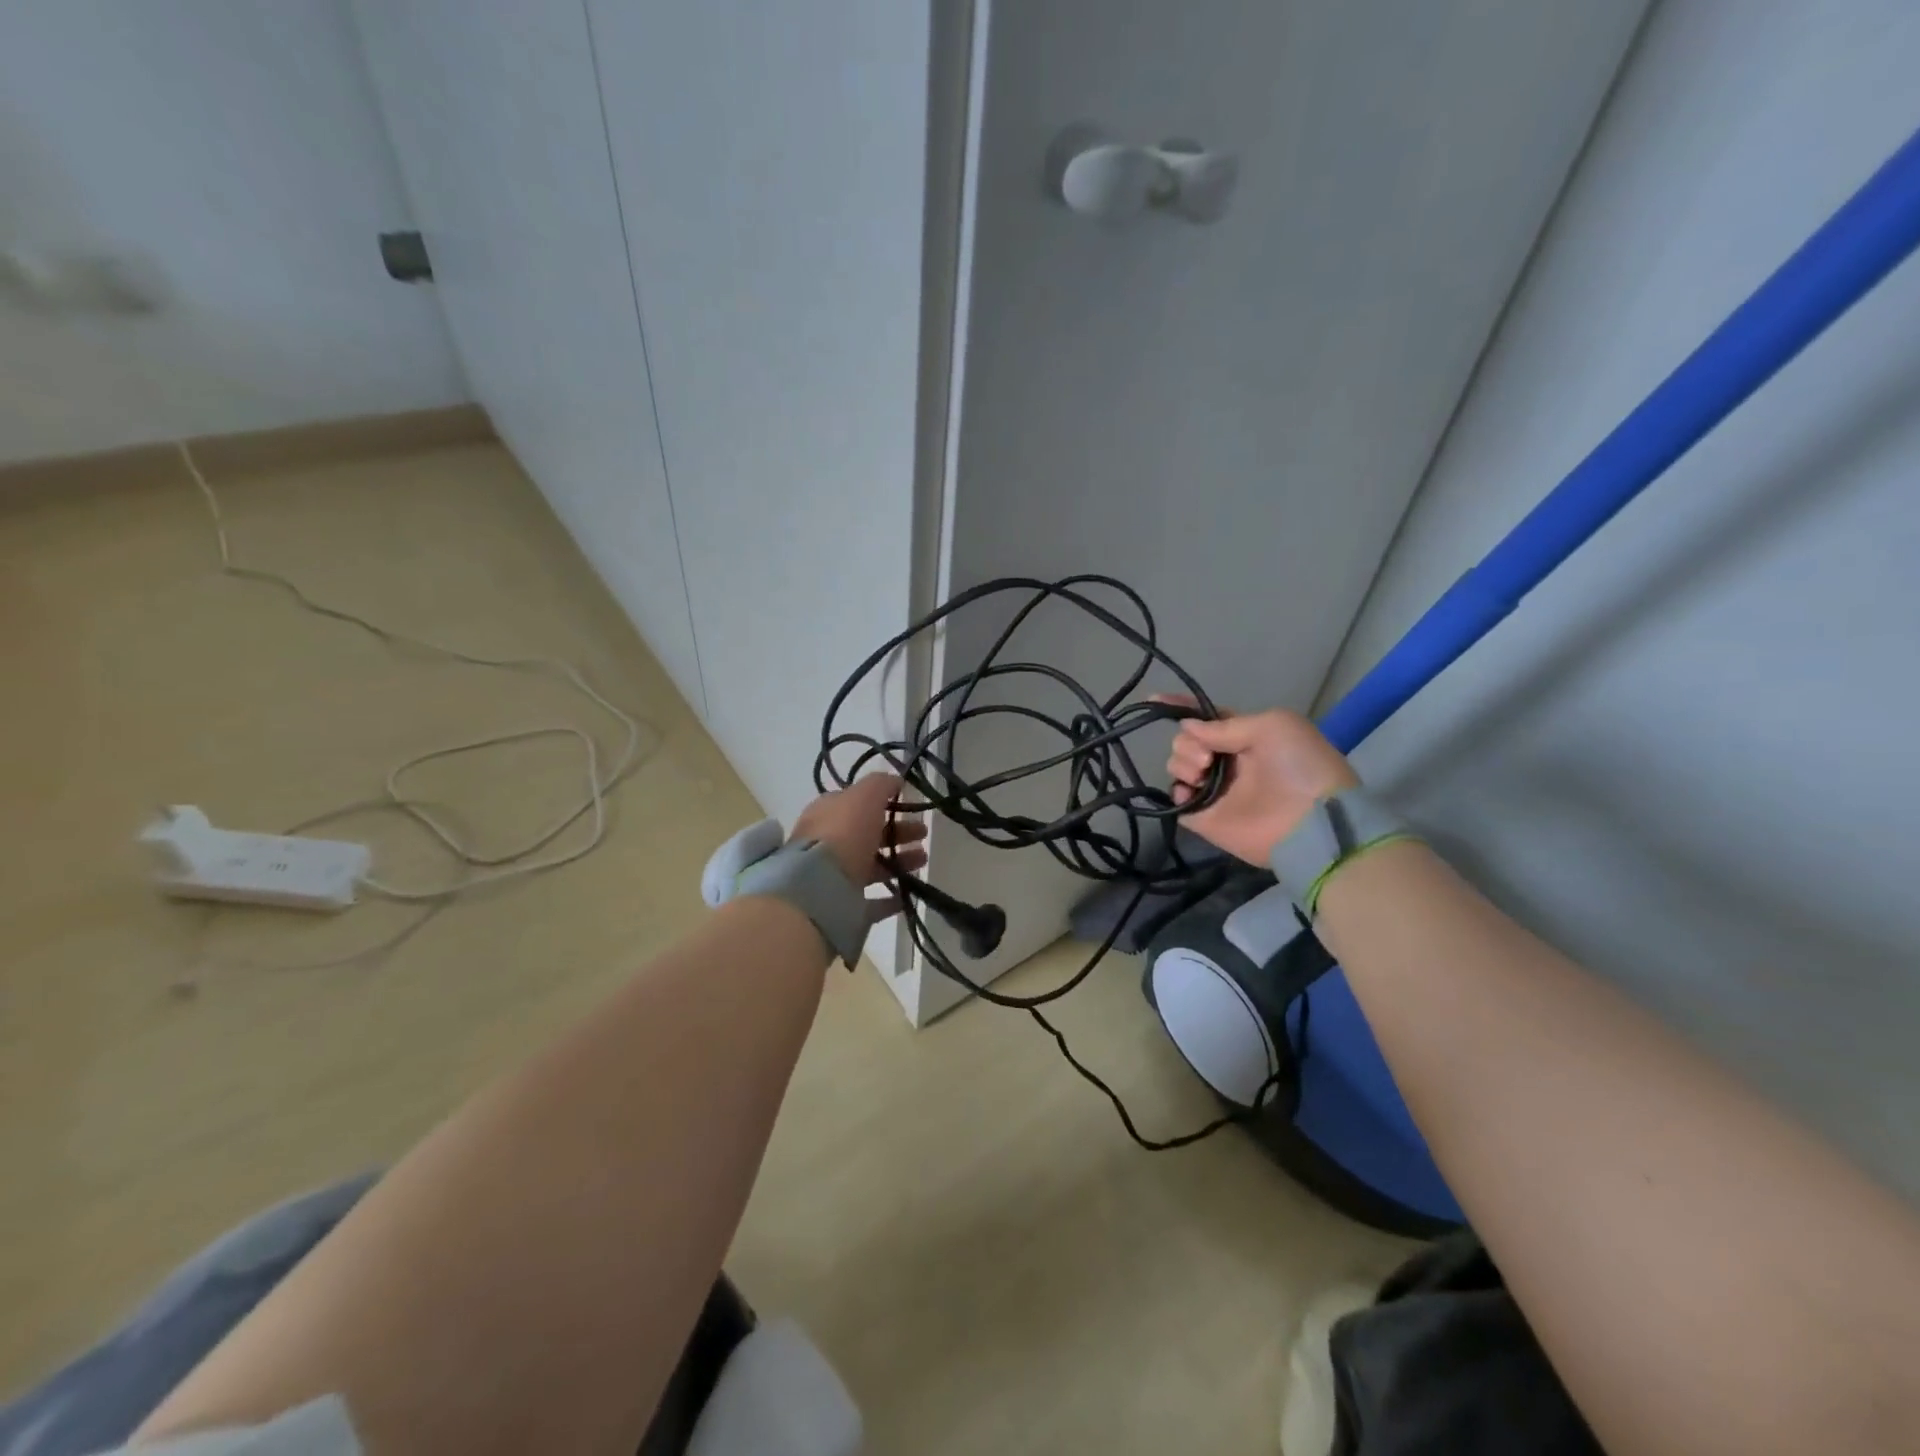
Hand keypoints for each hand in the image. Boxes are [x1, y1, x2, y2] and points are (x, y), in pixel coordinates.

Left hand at [790, 774, 927, 919]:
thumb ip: (881, 784)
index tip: (911, 807)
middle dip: (898, 833)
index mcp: (827, 814)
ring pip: (871, 867)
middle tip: (923, 834)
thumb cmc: (843, 834)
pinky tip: (907, 895)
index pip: (857, 804)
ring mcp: (833, 878)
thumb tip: (896, 780)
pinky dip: (889, 898)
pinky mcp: (842, 908)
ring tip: (923, 861)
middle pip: (867, 835)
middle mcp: (827, 844)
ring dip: (898, 862)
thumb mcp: (864, 796)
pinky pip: (870, 902)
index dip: (884, 804)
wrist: (819, 889)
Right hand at [1162, 702, 1358, 865]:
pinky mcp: (1205, 817)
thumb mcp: (1272, 726)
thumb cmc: (1300, 766)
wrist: (1313, 822)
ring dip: (1182, 763)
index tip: (1154, 700)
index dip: (1180, 707)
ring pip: (1177, 766)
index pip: (1205, 718)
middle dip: (1188, 743)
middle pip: (1185, 741)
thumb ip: (1225, 725)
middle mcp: (1225, 760)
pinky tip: (1190, 792)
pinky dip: (1177, 792)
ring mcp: (1214, 790)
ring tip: (1202, 775)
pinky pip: (1176, 800)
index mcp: (1243, 736)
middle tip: (1209, 759)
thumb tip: (1187, 727)